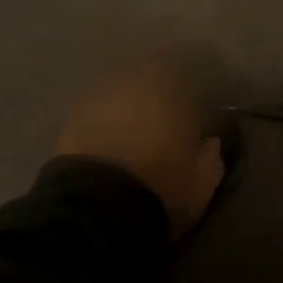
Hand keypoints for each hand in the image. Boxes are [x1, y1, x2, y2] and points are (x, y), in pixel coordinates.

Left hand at [54, 60, 224, 238]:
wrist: (96, 207)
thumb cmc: (161, 186)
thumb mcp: (201, 183)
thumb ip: (211, 156)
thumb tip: (210, 142)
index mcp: (170, 83)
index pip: (185, 75)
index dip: (189, 97)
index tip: (194, 119)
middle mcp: (132, 77)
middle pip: (148, 79)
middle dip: (156, 98)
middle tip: (162, 128)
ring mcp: (97, 95)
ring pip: (120, 94)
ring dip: (128, 110)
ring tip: (133, 140)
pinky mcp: (71, 117)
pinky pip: (96, 115)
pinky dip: (104, 126)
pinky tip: (109, 149)